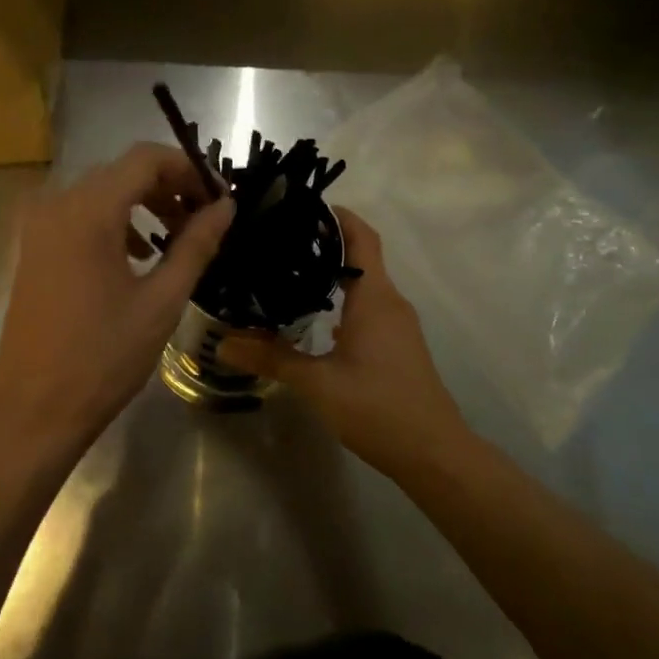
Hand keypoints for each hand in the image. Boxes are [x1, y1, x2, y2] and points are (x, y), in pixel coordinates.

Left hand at [0, 143, 233, 451]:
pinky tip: (137, 256)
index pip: (145, 158)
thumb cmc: (103, 357)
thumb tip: (226, 206)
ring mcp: (39, 226)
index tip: (219, 197)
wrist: (33, 408)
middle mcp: (57, 204)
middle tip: (204, 219)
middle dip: (168, 186)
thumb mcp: (161, 300)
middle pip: (122, 172)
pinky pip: (80, 214)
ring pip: (101, 192)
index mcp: (88, 211)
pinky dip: (115, 221)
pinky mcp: (34, 247)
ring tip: (176, 238)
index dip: (188, 169)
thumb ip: (196, 244)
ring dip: (143, 204)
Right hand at [217, 209, 467, 476]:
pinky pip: (367, 307)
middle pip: (360, 256)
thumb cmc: (379, 408)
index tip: (301, 205)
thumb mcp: (319, 384)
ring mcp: (397, 325)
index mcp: (375, 298)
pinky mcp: (397, 345)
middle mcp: (390, 302)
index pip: (362, 237)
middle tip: (278, 238)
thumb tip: (222, 342)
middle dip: (324, 241)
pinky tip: (312, 316)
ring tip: (287, 271)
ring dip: (332, 273)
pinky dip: (341, 300)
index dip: (337, 215)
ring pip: (364, 284)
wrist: (436, 454)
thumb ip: (272, 358)